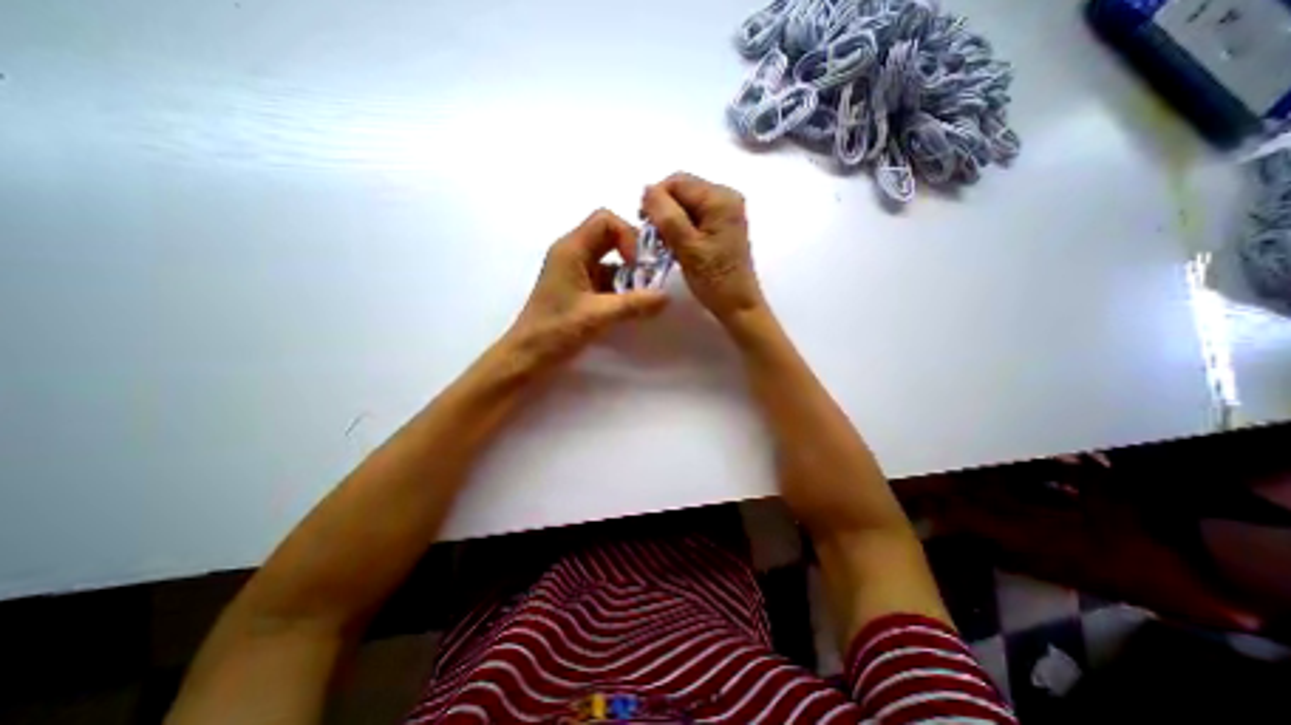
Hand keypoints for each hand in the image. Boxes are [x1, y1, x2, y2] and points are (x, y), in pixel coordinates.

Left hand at [501, 206, 669, 367]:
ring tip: (644, 297)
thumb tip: (667, 296)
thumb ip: (634, 304)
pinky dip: (621, 289)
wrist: (527, 355)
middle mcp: (572, 254)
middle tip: (651, 275)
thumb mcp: (598, 315)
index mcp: (571, 249)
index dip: (628, 236)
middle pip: (609, 237)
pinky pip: (605, 279)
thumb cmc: (555, 330)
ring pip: (610, 260)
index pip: (605, 220)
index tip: (639, 264)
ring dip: (629, 275)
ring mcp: (575, 272)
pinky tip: (631, 307)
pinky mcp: (578, 289)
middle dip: (633, 254)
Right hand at [636, 172, 758, 321]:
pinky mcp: (723, 225)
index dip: (655, 198)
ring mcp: (727, 211)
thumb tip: (647, 190)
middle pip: (683, 190)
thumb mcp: (686, 246)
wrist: (737, 304)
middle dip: (663, 209)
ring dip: (671, 220)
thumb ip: (666, 215)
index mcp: (720, 198)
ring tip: (664, 243)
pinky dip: (681, 227)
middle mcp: (726, 197)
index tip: (644, 224)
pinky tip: (676, 245)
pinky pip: (695, 216)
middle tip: (653, 237)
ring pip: (687, 204)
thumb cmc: (713, 279)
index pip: (677, 182)